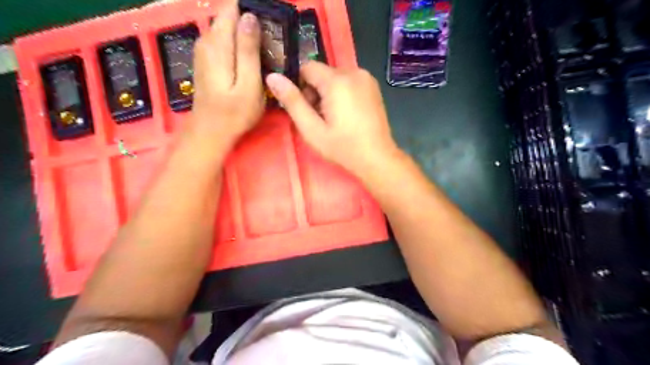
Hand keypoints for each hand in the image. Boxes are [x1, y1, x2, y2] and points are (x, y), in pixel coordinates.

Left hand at [181, 1, 265, 158]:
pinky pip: (224, 39)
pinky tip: (252, 57)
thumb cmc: (234, 113)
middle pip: (230, 15)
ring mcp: (204, 49)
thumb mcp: (248, 84)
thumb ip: (248, 50)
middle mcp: (207, 39)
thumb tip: (250, 16)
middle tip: (272, 41)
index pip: (232, 7)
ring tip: (266, 49)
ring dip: (247, 32)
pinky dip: (239, 42)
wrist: (210, 132)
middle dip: (251, 21)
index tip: (271, 20)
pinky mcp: (207, 58)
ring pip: (227, 27)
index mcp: (218, 43)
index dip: (252, 9)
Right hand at [264, 62, 400, 178]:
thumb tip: (272, 76)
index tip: (308, 109)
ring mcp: (366, 78)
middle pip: (322, 73)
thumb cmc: (342, 147)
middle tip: (322, 118)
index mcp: (337, 80)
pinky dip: (343, 94)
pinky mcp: (374, 86)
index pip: (307, 68)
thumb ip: (292, 101)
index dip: (302, 87)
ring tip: (335, 119)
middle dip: (316, 91)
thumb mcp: (311, 129)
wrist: (377, 158)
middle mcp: (353, 71)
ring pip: (336, 77)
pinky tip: (348, 115)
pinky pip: (349, 82)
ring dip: (330, 93)